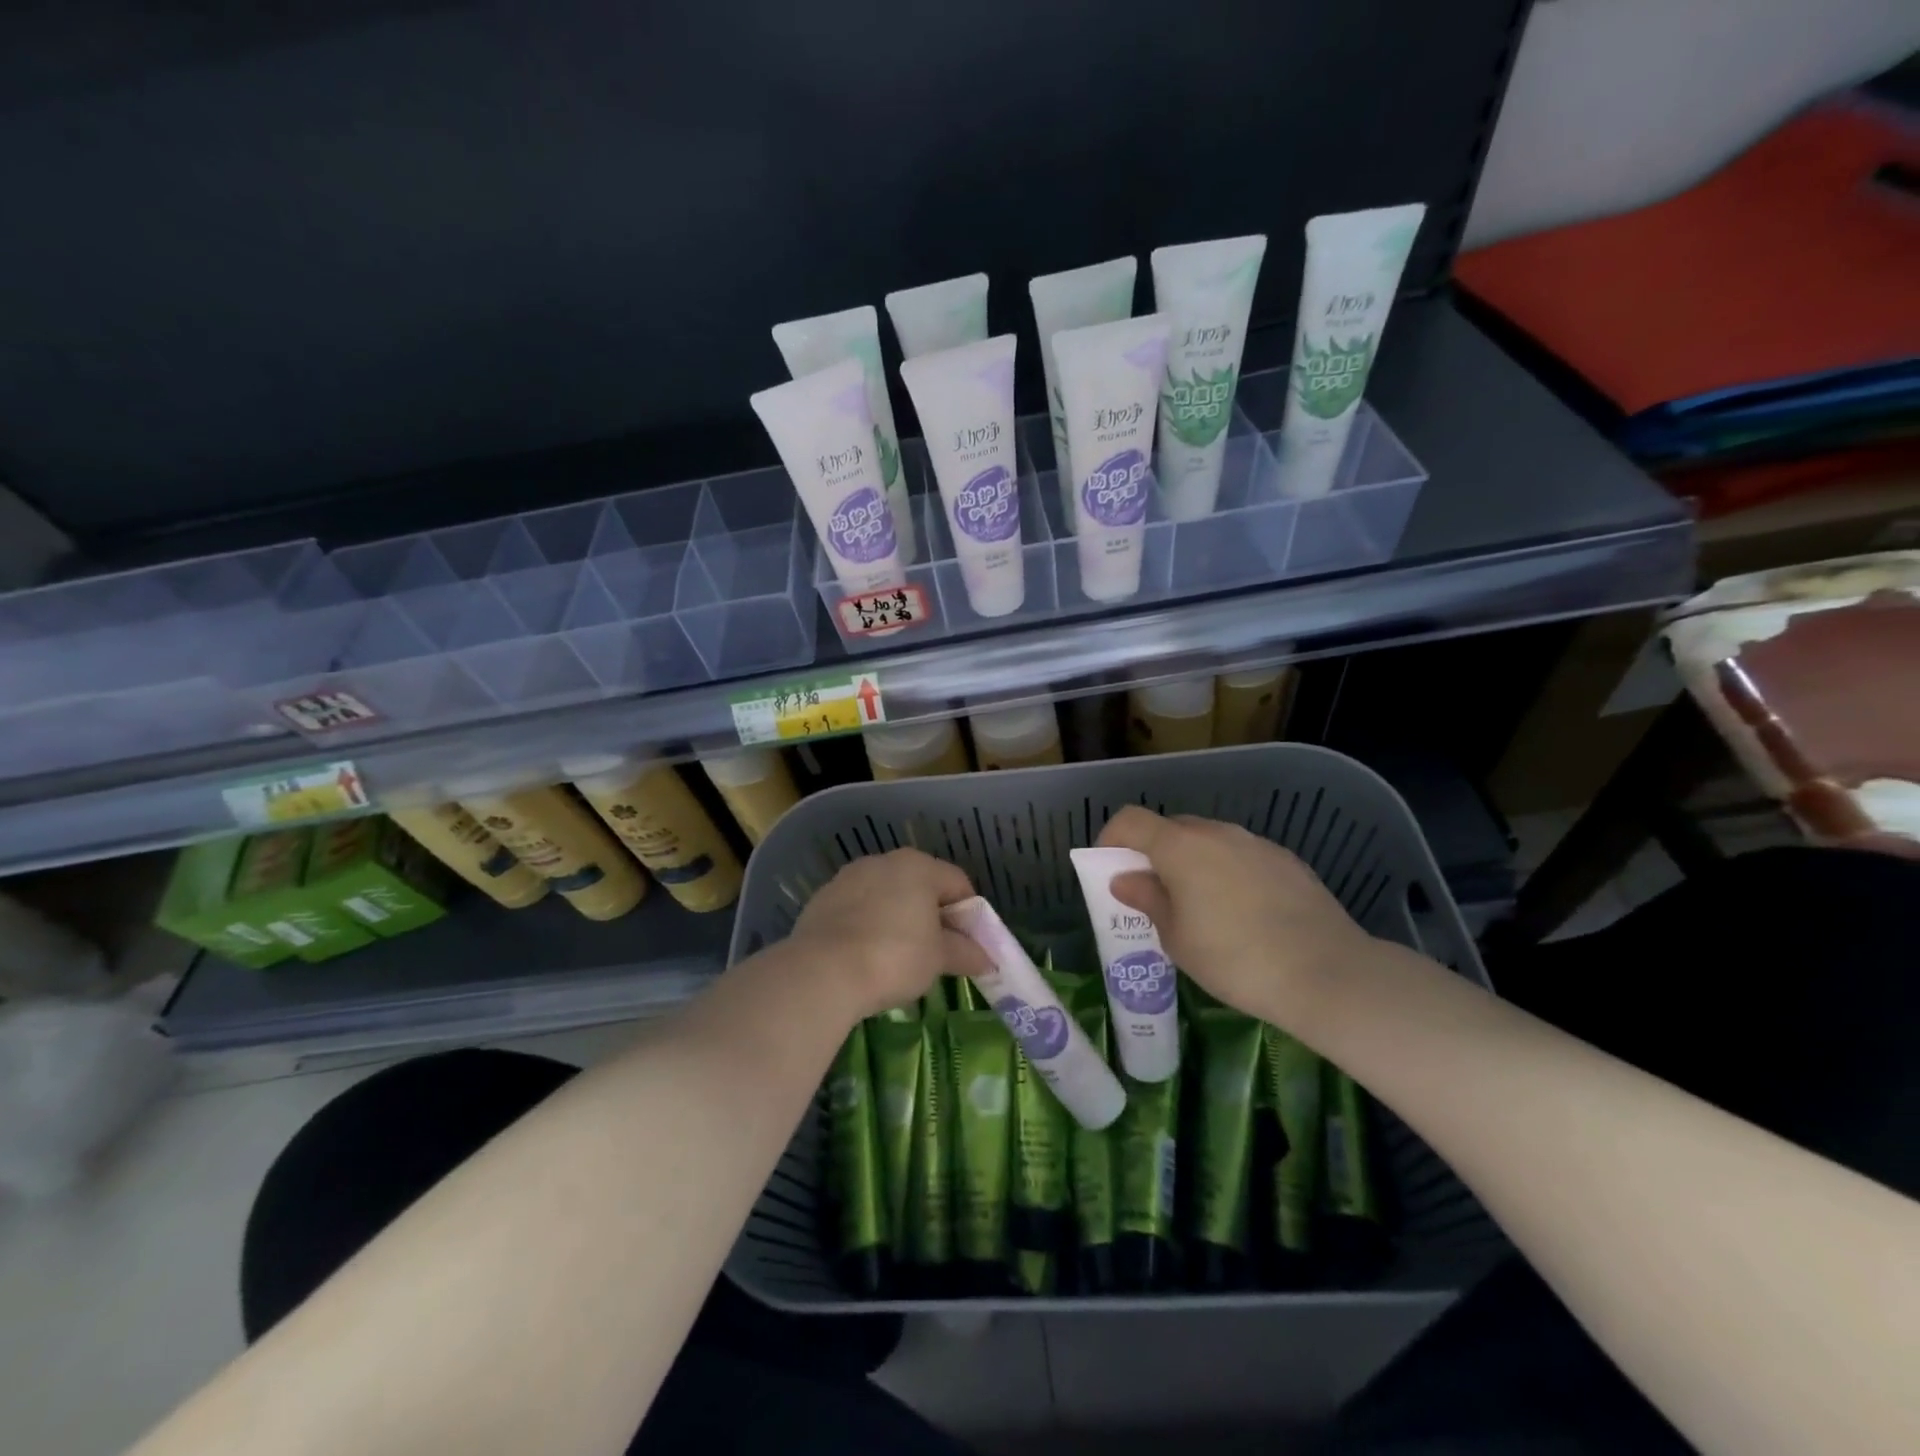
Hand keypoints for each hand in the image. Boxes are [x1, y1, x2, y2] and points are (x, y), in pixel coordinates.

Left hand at [788, 849, 991, 1020]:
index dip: (970, 915)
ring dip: (898, 919)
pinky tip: (867, 956)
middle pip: (920, 886)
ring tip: (899, 958)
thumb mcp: (939, 959)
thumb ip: (965, 952)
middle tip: (938, 953)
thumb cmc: (894, 957)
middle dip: (932, 916)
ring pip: (886, 896)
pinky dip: (868, 926)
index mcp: (918, 866)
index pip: (957, 883)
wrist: (822, 972)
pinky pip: (857, 910)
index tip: (969, 945)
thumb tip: (987, 958)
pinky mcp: (822, 899)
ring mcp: (848, 878)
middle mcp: (883, 861)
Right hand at [1096, 806, 1376, 1028]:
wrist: (1326, 972)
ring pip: (1209, 842)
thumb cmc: (1234, 958)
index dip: (1110, 839)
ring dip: (1193, 863)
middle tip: (1154, 894)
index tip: (1109, 869)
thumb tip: (1126, 879)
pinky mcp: (1287, 860)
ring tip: (1200, 907)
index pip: (1130, 820)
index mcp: (1180, 846)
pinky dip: (1228, 873)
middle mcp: (1216, 832)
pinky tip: (1243, 913)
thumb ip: (1148, 900)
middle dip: (1153, 853)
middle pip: (1171, 828)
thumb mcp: (1177, 938)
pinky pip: (1242, 857)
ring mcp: (1255, 843)